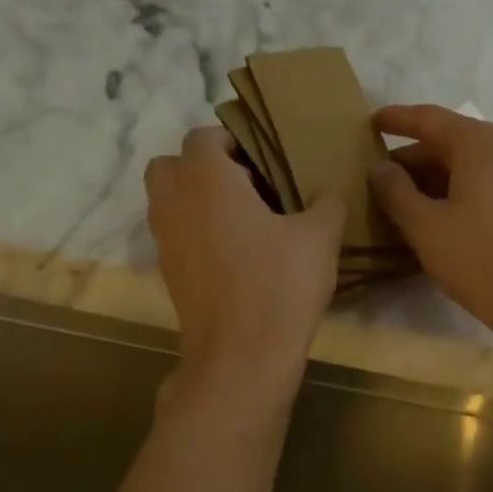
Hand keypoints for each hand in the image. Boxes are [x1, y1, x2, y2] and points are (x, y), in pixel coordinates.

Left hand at [145, 127, 344, 390]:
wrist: (242, 355)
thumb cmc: (280, 285)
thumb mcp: (320, 238)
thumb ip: (327, 203)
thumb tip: (327, 193)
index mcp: (206, 178)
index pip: (205, 136)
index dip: (235, 141)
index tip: (267, 160)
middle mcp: (174, 201)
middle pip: (173, 165)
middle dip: (204, 168)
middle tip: (248, 188)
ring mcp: (165, 240)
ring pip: (170, 202)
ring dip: (198, 202)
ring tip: (245, 223)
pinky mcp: (169, 274)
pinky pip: (177, 236)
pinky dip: (197, 235)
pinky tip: (237, 257)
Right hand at [368, 104, 492, 334]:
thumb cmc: (477, 257)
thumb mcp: (425, 225)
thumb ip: (396, 192)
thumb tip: (380, 169)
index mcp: (477, 144)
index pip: (428, 119)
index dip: (396, 120)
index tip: (370, 124)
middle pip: (446, 144)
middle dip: (410, 160)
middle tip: (377, 178)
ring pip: (462, 170)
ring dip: (428, 183)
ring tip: (396, 203)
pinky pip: (477, 190)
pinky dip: (449, 197)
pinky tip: (429, 221)